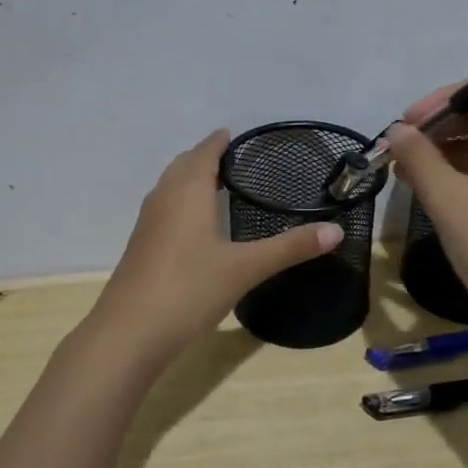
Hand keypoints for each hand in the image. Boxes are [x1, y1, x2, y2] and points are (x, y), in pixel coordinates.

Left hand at [89, 130, 342, 363]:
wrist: (130, 332)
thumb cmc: (190, 289)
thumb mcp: (246, 268)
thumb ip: (290, 247)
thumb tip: (337, 230)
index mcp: (188, 191)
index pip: (204, 152)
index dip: (219, 141)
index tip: (237, 135)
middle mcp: (163, 198)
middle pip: (183, 165)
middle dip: (204, 157)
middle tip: (234, 160)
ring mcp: (147, 223)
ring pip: (169, 187)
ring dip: (189, 179)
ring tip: (216, 186)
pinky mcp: (141, 247)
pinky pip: (163, 209)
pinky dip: (180, 203)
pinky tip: (194, 227)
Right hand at [385, 89, 467, 335]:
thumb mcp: (449, 200)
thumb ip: (419, 157)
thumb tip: (396, 130)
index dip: (443, 100)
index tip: (407, 122)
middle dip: (442, 126)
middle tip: (403, 144)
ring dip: (449, 150)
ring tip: (406, 168)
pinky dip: (465, 172)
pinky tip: (432, 188)